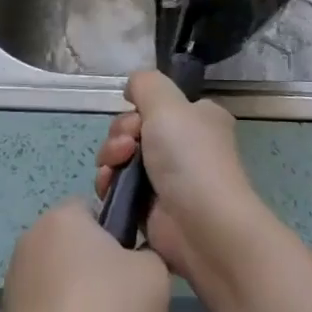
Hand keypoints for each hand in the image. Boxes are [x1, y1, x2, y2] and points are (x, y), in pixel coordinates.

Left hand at [0, 200, 170, 311]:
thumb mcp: (155, 273)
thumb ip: (148, 252)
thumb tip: (132, 260)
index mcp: (63, 216)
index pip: (93, 207)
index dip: (116, 233)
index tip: (132, 265)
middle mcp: (30, 238)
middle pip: (72, 242)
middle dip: (94, 263)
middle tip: (123, 299)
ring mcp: (13, 280)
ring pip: (57, 276)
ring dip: (76, 294)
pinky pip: (44, 308)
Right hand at [94, 69, 264, 286]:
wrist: (202, 227)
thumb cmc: (190, 158)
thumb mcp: (168, 103)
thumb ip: (145, 84)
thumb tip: (132, 87)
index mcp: (198, 119)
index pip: (157, 105)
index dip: (138, 110)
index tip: (137, 120)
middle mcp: (184, 146)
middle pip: (133, 128)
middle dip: (120, 135)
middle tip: (127, 147)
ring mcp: (167, 178)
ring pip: (121, 157)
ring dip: (110, 158)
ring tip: (115, 171)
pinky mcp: (150, 208)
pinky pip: (118, 187)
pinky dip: (109, 184)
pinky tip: (109, 188)